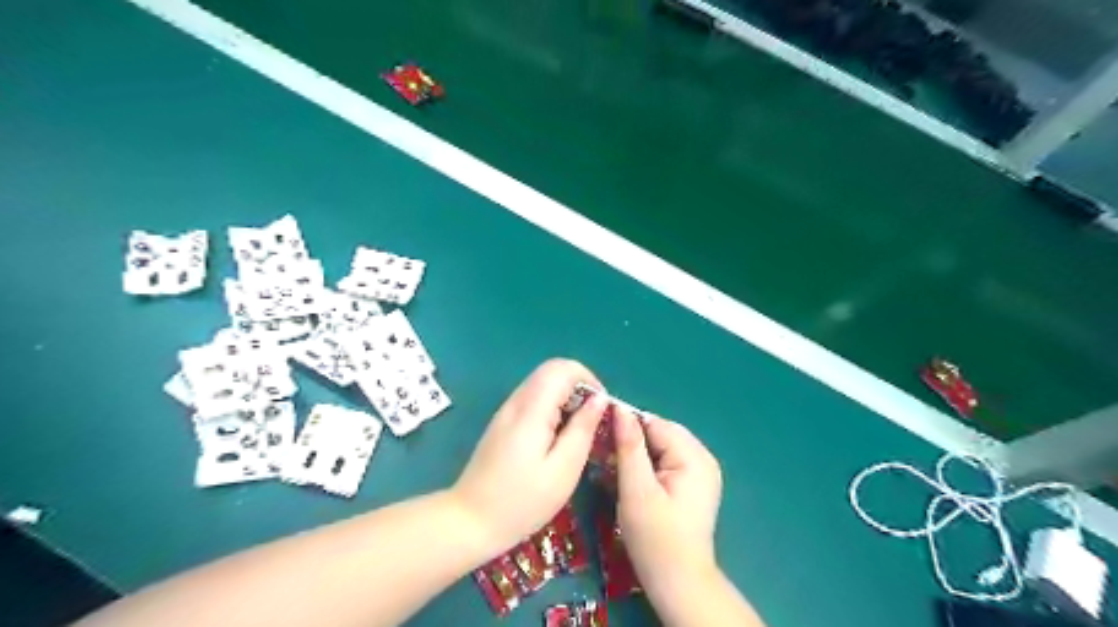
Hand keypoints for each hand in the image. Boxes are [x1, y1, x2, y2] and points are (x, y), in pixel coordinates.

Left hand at [451, 360, 611, 551]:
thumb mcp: (563, 470)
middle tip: (593, 419)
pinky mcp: (502, 423)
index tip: (601, 407)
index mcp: (531, 410)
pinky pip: (532, 400)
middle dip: (579, 386)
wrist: (469, 521)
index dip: (588, 379)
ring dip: (566, 397)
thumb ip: (583, 429)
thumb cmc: (522, 501)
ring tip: (578, 431)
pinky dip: (552, 407)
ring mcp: (506, 411)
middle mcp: (516, 402)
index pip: (562, 368)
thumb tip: (599, 400)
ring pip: (542, 384)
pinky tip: (557, 438)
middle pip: (551, 371)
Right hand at [610, 408, 724, 595]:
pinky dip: (647, 463)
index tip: (598, 433)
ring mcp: (701, 471)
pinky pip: (666, 460)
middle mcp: (703, 458)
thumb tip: (619, 409)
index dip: (626, 425)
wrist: (678, 584)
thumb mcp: (636, 491)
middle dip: (631, 439)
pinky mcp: (693, 484)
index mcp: (694, 457)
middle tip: (603, 453)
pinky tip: (630, 476)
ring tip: (613, 465)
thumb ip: (629, 447)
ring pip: (661, 446)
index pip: (655, 424)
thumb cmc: (655, 539)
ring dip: (637, 451)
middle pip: (660, 432)